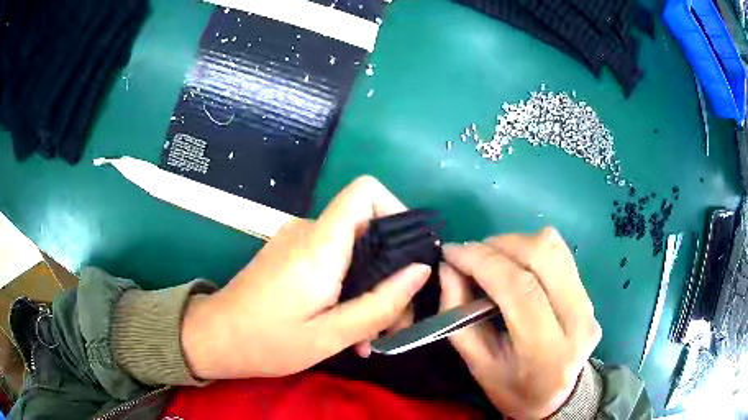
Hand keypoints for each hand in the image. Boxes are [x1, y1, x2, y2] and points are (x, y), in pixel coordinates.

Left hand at [182, 176, 430, 378]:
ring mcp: (296, 241)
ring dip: (368, 289)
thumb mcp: (330, 335)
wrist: (214, 338)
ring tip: (367, 337)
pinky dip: (347, 289)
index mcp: (319, 244)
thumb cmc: (266, 341)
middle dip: (389, 272)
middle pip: (367, 228)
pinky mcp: (289, 255)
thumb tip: (420, 270)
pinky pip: (331, 261)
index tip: (411, 254)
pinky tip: (345, 328)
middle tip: (392, 323)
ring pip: (352, 251)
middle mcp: (308, 231)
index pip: (365, 191)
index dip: (396, 210)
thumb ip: (379, 303)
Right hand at [440, 228, 600, 418]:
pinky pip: (561, 252)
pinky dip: (531, 246)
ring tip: (491, 258)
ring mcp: (589, 303)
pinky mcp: (590, 293)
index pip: (518, 288)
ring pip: (552, 247)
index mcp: (547, 351)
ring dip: (514, 242)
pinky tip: (515, 261)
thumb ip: (458, 316)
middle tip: (469, 254)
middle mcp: (577, 320)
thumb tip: (449, 267)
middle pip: (541, 256)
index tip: (451, 253)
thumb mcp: (477, 365)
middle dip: (497, 245)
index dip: (481, 261)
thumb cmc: (513, 389)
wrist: (556, 396)